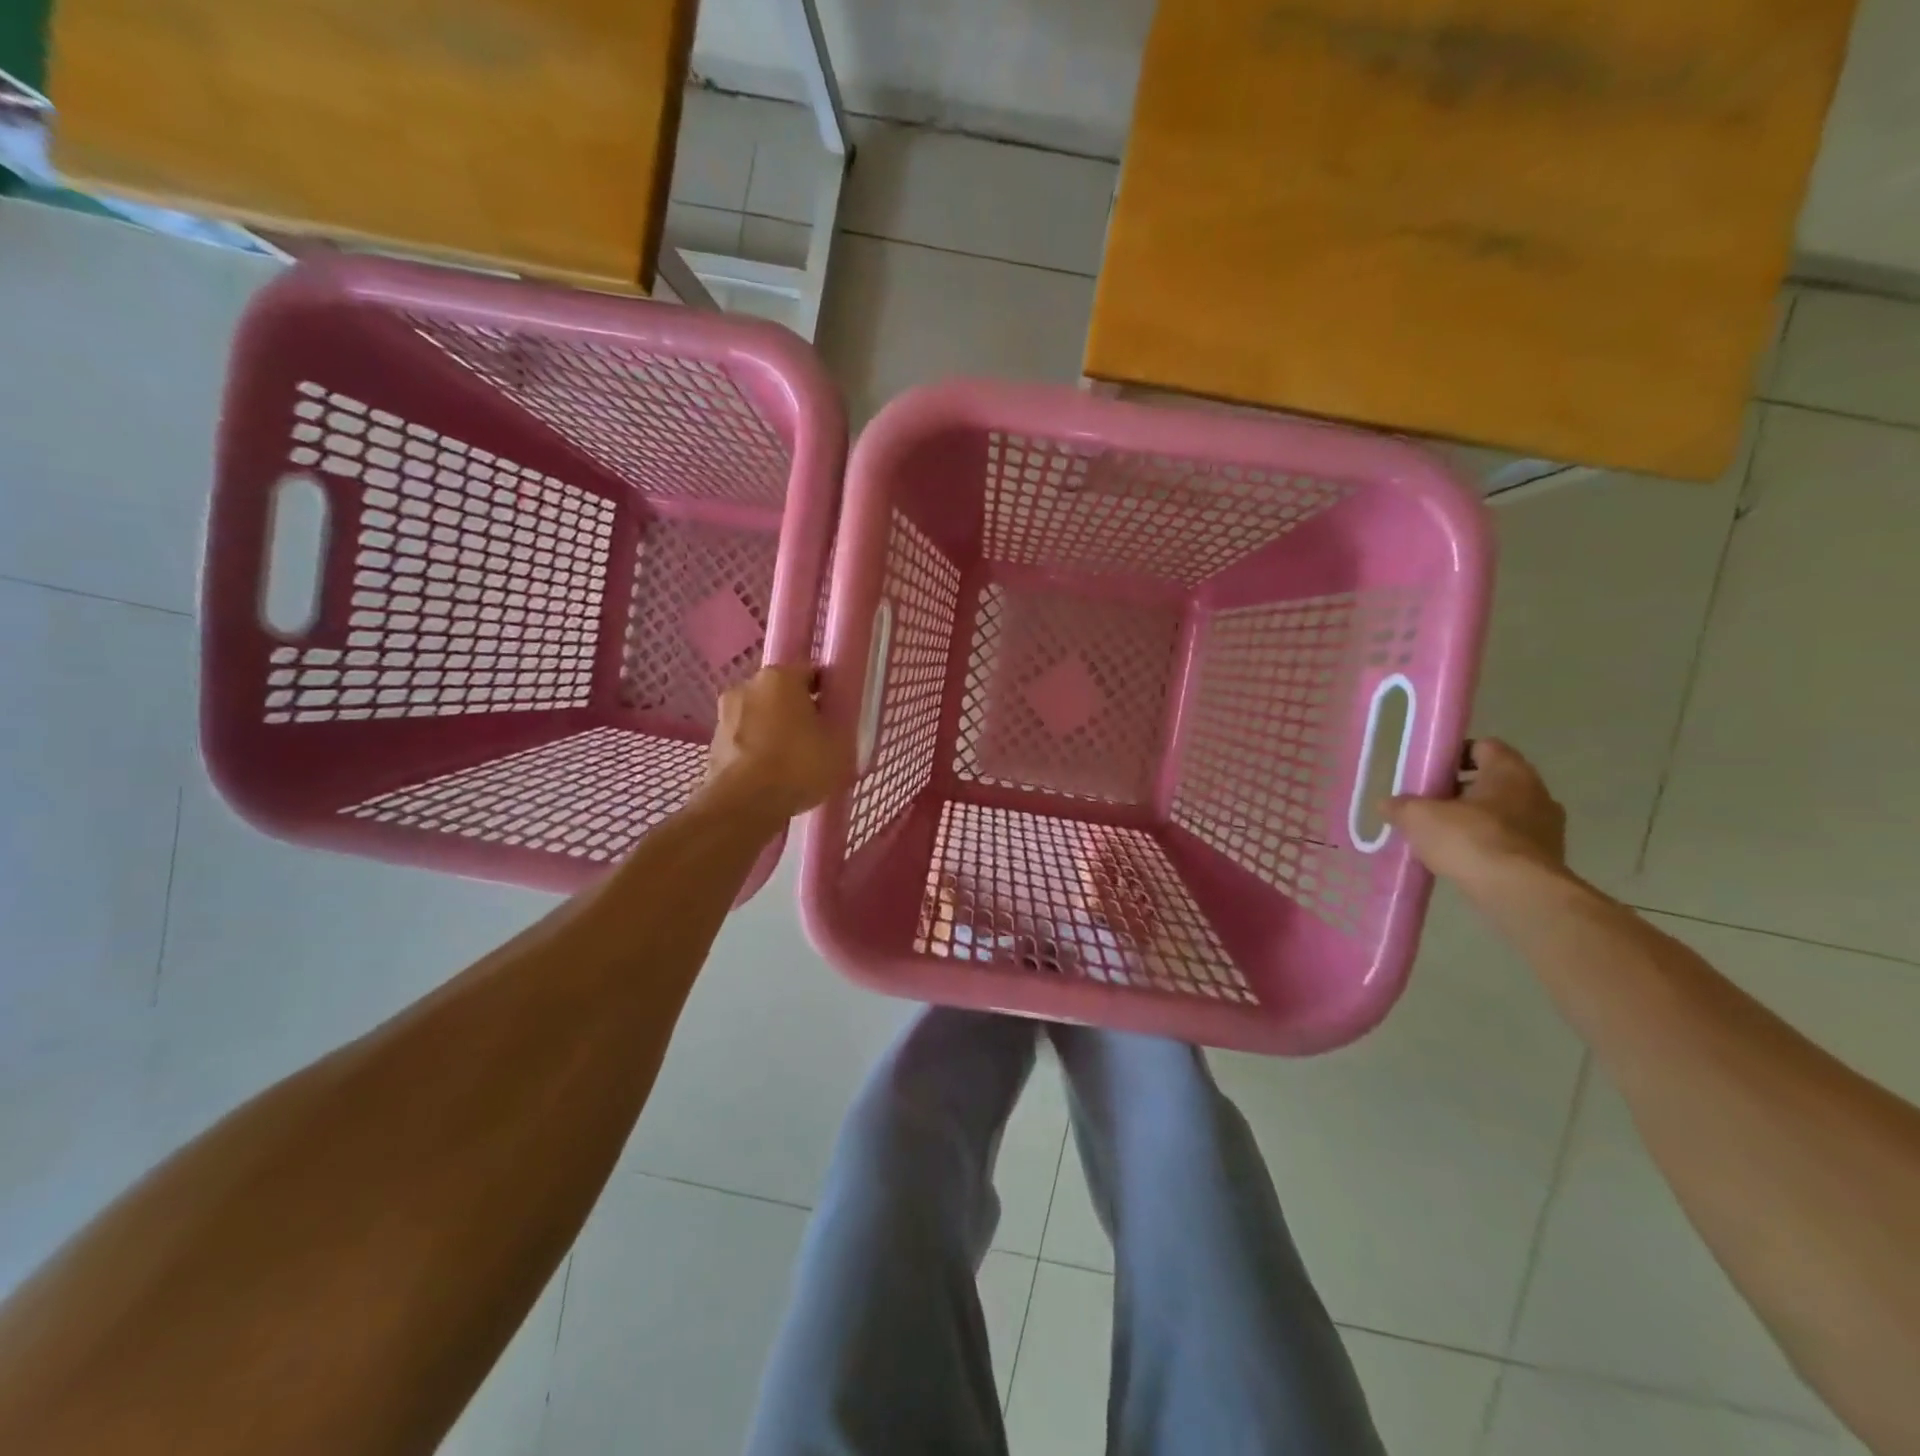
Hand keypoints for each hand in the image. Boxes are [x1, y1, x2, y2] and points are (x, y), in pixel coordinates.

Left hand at [701, 666, 853, 820]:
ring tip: (793, 761)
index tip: (836, 714)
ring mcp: (725, 714)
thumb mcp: (839, 745)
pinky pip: (745, 740)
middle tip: (816, 738)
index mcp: (780, 676)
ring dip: (774, 730)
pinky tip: (771, 774)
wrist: (744, 804)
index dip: (827, 693)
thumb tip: (831, 723)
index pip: (811, 673)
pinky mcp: (712, 743)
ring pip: (760, 716)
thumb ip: (839, 726)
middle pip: (781, 694)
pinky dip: (757, 750)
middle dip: (797, 710)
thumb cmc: (797, 765)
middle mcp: (747, 685)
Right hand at [1386, 739, 1566, 888]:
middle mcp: (1536, 793)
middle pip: (1493, 781)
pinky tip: (1463, 860)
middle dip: (1461, 790)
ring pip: (1503, 813)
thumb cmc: (1470, 840)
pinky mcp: (1547, 859)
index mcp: (1510, 771)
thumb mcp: (1419, 817)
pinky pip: (1511, 842)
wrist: (1520, 894)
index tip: (1430, 771)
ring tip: (1442, 836)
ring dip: (1476, 820)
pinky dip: (1488, 846)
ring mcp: (1547, 828)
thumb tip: (1387, 804)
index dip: (1455, 755)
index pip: (1484, 747)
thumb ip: (1401, 806)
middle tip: (1429, 804)